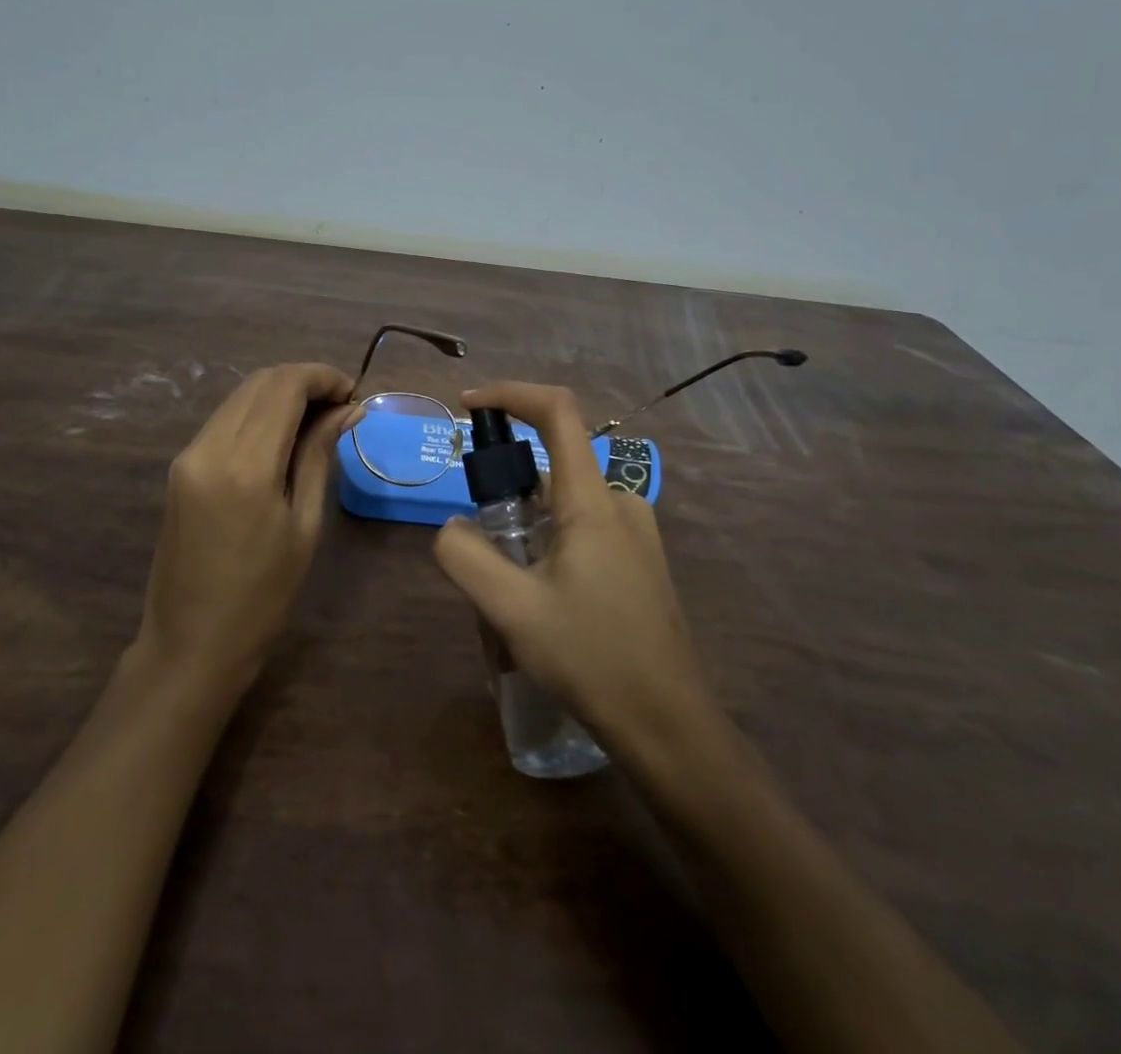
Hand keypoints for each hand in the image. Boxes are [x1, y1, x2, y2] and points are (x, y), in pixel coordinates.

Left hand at [137, 363, 360, 695]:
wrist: (191, 644)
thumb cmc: (262, 596)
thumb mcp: (303, 525)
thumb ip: (318, 456)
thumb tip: (347, 410)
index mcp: (245, 465)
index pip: (284, 387)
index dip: (322, 377)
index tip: (353, 393)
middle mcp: (209, 447)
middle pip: (260, 382)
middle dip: (304, 381)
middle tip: (340, 405)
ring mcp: (188, 455)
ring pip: (240, 396)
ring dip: (280, 394)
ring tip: (318, 419)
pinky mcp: (180, 466)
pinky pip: (224, 420)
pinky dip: (257, 413)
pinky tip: (283, 435)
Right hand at [432, 382, 714, 759]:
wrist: (669, 725)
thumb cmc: (592, 658)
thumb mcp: (512, 610)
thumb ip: (466, 556)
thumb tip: (451, 527)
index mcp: (593, 501)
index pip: (557, 412)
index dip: (510, 394)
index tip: (468, 406)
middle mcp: (620, 503)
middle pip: (552, 464)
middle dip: (505, 489)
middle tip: (480, 547)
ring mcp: (634, 533)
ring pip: (563, 503)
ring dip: (524, 526)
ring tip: (506, 590)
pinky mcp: (638, 560)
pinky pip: (581, 528)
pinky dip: (547, 542)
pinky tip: (538, 601)